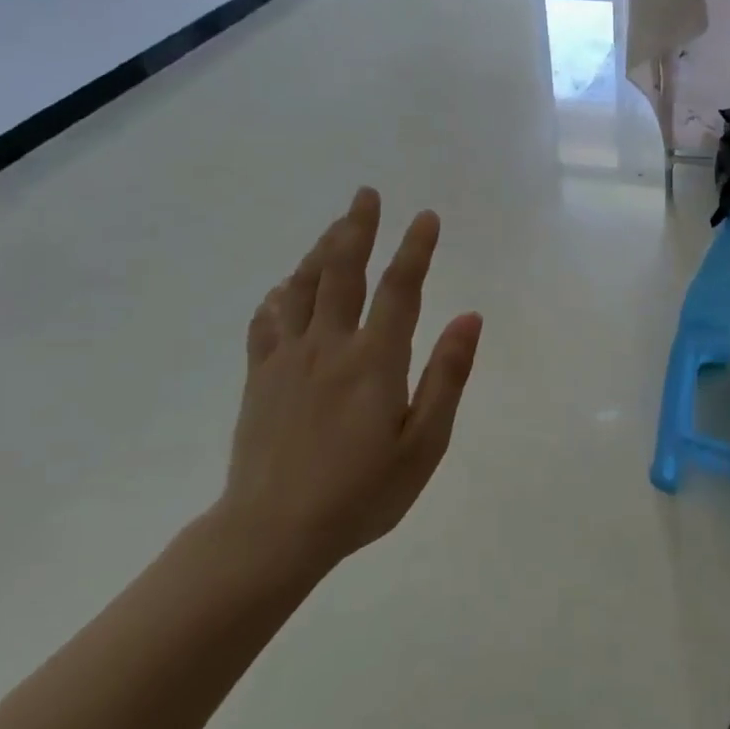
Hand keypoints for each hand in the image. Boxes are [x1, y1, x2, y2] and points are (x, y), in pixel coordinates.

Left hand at [219, 188, 481, 578]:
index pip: (400, 290)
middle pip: (342, 273)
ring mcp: (288, 359)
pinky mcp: (260, 378)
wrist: (271, 534)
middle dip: (357, 229)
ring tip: (337, 226)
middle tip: (366, 194)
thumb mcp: (423, 444)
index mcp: (374, 361)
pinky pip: (267, 321)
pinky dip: (280, 295)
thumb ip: (446, 377)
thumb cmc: (361, 493)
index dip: (416, 249)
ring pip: (303, 288)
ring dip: (321, 250)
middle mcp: (329, 347)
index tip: (427, 217)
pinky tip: (286, 287)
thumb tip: (469, 318)